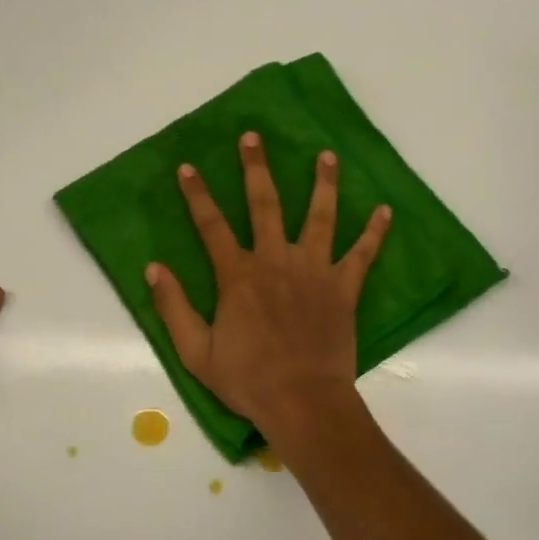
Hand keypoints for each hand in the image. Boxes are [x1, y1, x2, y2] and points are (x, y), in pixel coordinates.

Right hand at [145, 132, 389, 448]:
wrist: (303, 402)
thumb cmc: (247, 379)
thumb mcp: (196, 351)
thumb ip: (173, 307)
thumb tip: (153, 267)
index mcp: (239, 275)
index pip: (211, 225)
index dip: (197, 195)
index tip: (188, 167)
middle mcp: (276, 261)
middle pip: (265, 204)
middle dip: (256, 168)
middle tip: (253, 137)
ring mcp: (314, 271)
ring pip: (320, 216)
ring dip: (323, 183)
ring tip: (327, 154)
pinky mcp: (343, 288)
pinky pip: (362, 254)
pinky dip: (374, 232)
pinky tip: (385, 210)